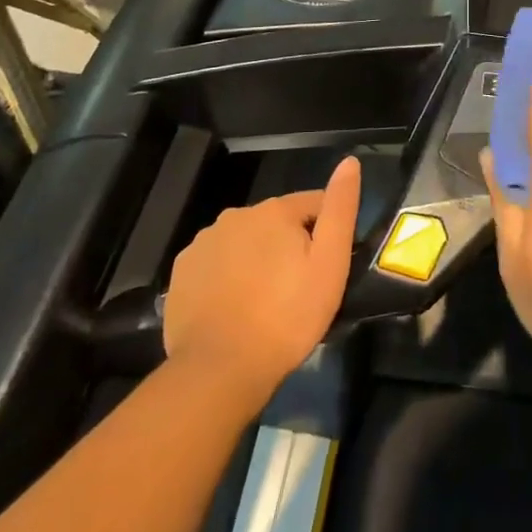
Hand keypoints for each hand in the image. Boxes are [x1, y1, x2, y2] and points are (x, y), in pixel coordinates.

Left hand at [163, 157, 360, 399]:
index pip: (314, 203)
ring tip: (267, 302)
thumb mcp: (330, 264)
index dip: (327, 232)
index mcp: (274, 210)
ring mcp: (203, 243)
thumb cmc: (287, 316)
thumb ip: (341, 209)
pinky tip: (236, 308)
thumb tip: (350, 162)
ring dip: (259, 260)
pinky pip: (217, 264)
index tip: (329, 266)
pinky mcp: (182, 272)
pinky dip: (229, 277)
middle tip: (299, 289)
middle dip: (290, 246)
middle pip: (277, 223)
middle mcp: (235, 215)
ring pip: (245, 243)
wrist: (220, 369)